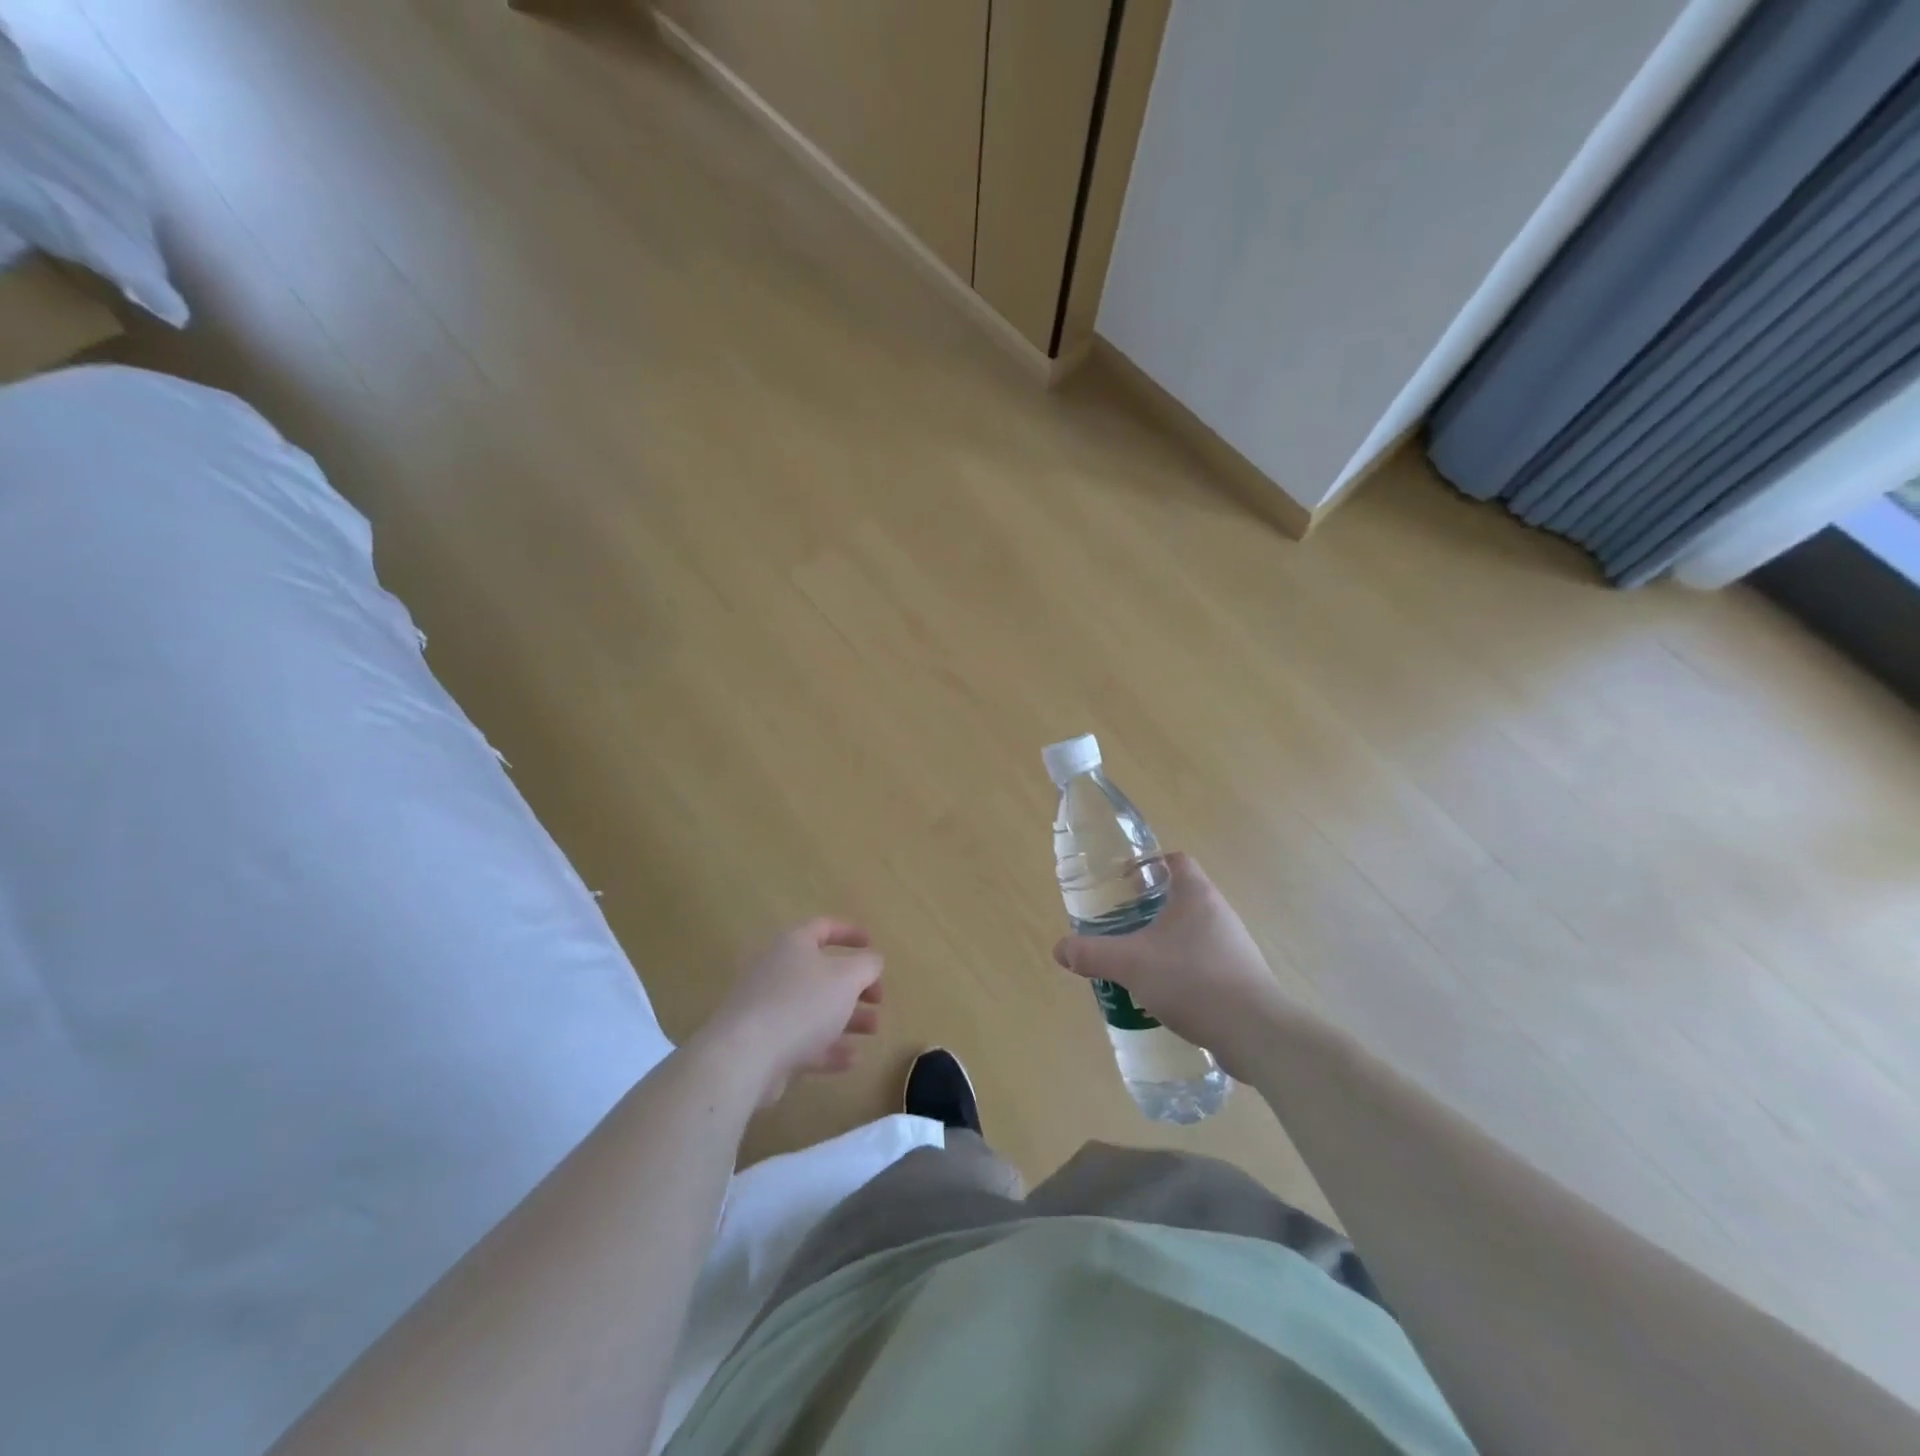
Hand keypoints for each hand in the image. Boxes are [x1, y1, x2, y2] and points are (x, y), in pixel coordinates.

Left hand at [699, 919, 883, 1104]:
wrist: (744, 1057)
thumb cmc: (801, 1004)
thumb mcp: (847, 978)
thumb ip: (867, 965)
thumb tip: (872, 961)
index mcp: (794, 945)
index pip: (823, 928)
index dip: (849, 933)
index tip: (872, 945)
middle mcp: (778, 971)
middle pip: (822, 973)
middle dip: (855, 986)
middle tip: (878, 999)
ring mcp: (768, 1009)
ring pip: (814, 1009)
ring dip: (847, 1018)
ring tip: (873, 1030)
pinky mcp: (765, 1045)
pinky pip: (803, 1041)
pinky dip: (828, 1047)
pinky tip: (852, 1059)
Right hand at [1053, 853, 1285, 1077]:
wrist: (1255, 1032)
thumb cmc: (1192, 980)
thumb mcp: (1130, 964)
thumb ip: (1092, 954)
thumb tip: (1060, 950)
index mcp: (1196, 895)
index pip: (1176, 861)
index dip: (1149, 865)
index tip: (1124, 883)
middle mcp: (1219, 913)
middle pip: (1181, 897)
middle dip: (1150, 908)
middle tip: (1122, 924)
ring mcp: (1234, 946)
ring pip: (1192, 932)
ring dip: (1166, 941)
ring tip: (1138, 961)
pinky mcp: (1241, 978)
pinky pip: (1205, 962)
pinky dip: (1183, 969)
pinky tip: (1164, 993)